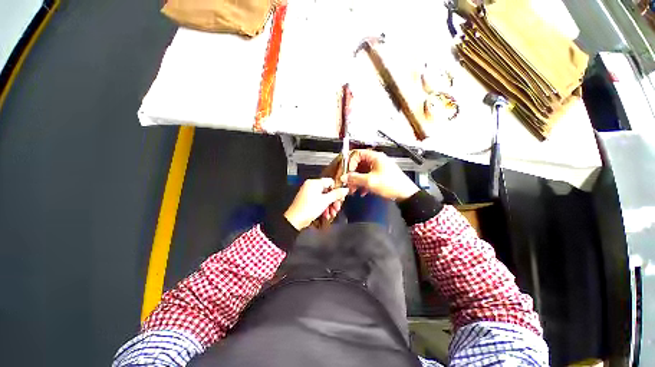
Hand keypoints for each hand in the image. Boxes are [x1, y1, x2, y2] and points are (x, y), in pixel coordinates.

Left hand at [284, 178, 349, 229]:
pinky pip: (319, 201)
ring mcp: (309, 193)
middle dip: (334, 200)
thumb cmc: (308, 209)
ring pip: (324, 197)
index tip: (341, 197)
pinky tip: (326, 215)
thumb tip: (345, 189)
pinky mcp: (308, 200)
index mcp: (314, 183)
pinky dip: (323, 207)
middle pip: (328, 190)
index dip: (337, 190)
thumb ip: (336, 194)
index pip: (330, 182)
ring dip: (330, 205)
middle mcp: (311, 186)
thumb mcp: (325, 201)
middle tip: (337, 207)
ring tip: (332, 213)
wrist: (295, 220)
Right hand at [341, 149, 418, 200]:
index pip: (357, 154)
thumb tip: (344, 177)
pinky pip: (367, 177)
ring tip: (353, 189)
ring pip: (362, 171)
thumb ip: (355, 178)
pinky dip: (363, 183)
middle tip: (347, 182)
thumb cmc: (391, 185)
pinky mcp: (379, 175)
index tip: (346, 172)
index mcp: (375, 157)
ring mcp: (378, 168)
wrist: (405, 194)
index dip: (349, 162)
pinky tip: (362, 192)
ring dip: (356, 180)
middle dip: (351, 174)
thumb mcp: (370, 181)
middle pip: (358, 163)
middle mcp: (376, 160)